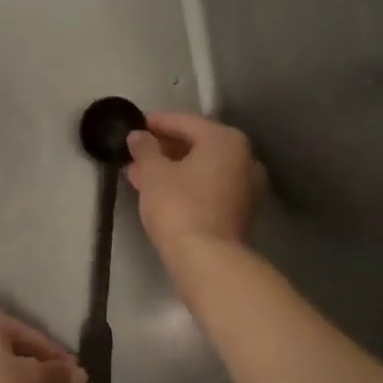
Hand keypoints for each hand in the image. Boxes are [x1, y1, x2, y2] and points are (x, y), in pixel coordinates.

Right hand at [126, 111, 265, 256]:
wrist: (208, 260)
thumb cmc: (179, 206)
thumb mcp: (154, 173)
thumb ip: (145, 149)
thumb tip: (139, 136)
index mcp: (226, 140)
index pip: (186, 122)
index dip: (158, 122)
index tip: (137, 124)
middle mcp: (244, 158)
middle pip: (198, 144)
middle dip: (164, 148)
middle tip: (136, 151)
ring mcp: (246, 186)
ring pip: (202, 168)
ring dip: (172, 168)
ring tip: (139, 173)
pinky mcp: (240, 211)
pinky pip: (208, 186)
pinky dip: (186, 184)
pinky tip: (159, 191)